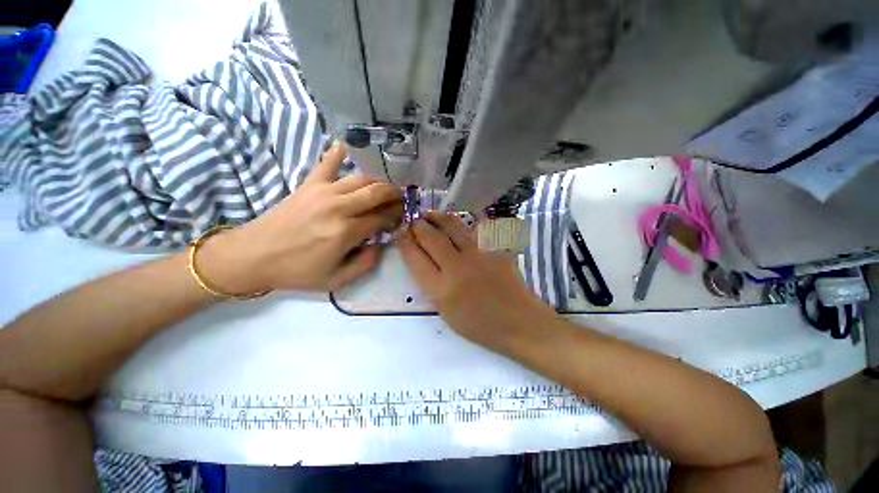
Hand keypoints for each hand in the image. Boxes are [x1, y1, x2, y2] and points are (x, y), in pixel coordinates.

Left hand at [200, 143, 402, 292]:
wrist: (254, 255)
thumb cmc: (297, 271)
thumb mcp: (336, 280)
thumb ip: (365, 264)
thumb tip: (380, 244)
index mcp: (346, 232)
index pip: (382, 217)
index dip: (396, 215)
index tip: (401, 215)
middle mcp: (339, 207)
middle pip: (376, 193)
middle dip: (393, 194)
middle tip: (400, 198)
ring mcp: (323, 192)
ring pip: (361, 178)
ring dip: (378, 181)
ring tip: (384, 187)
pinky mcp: (309, 184)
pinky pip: (327, 163)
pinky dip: (338, 153)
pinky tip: (347, 146)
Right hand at [398, 212, 556, 354]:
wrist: (518, 322)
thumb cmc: (480, 325)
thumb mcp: (446, 312)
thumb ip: (432, 285)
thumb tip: (424, 261)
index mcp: (442, 289)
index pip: (416, 258)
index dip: (405, 243)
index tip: (400, 233)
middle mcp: (457, 267)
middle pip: (431, 238)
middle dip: (418, 226)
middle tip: (413, 221)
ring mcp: (478, 255)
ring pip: (452, 227)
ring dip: (438, 218)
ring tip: (431, 214)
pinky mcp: (495, 249)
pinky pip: (476, 232)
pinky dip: (463, 226)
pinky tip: (459, 224)